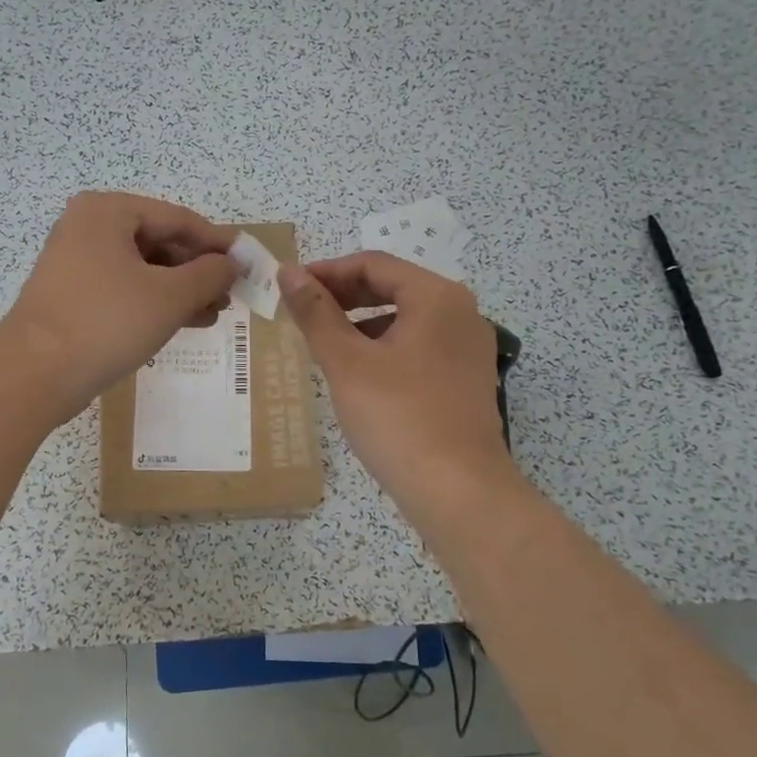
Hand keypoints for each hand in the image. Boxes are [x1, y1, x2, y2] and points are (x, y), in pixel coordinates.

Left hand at [0, 192, 237, 423]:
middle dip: (198, 270)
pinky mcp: (72, 295)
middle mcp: (88, 227)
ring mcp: (76, 262)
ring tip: (214, 313)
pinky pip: (124, 289)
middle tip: (231, 294)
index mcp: (108, 212)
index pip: (177, 218)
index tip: (247, 263)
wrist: (34, 374)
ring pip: (143, 269)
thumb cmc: (106, 322)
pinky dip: (155, 302)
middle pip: (159, 242)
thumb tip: (232, 263)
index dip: (217, 242)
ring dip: (181, 290)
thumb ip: (209, 274)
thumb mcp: (169, 297)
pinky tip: (185, 322)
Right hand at [280, 251, 518, 520]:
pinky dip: (384, 347)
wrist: (458, 492)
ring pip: (405, 318)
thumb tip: (288, 273)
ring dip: (362, 322)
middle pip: (393, 286)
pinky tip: (357, 372)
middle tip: (301, 311)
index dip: (327, 271)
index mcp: (437, 296)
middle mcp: (461, 312)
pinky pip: (418, 346)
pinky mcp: (466, 379)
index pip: (374, 264)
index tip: (289, 286)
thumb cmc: (398, 417)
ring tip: (323, 342)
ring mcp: (468, 348)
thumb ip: (316, 313)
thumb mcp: (347, 362)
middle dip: (344, 295)